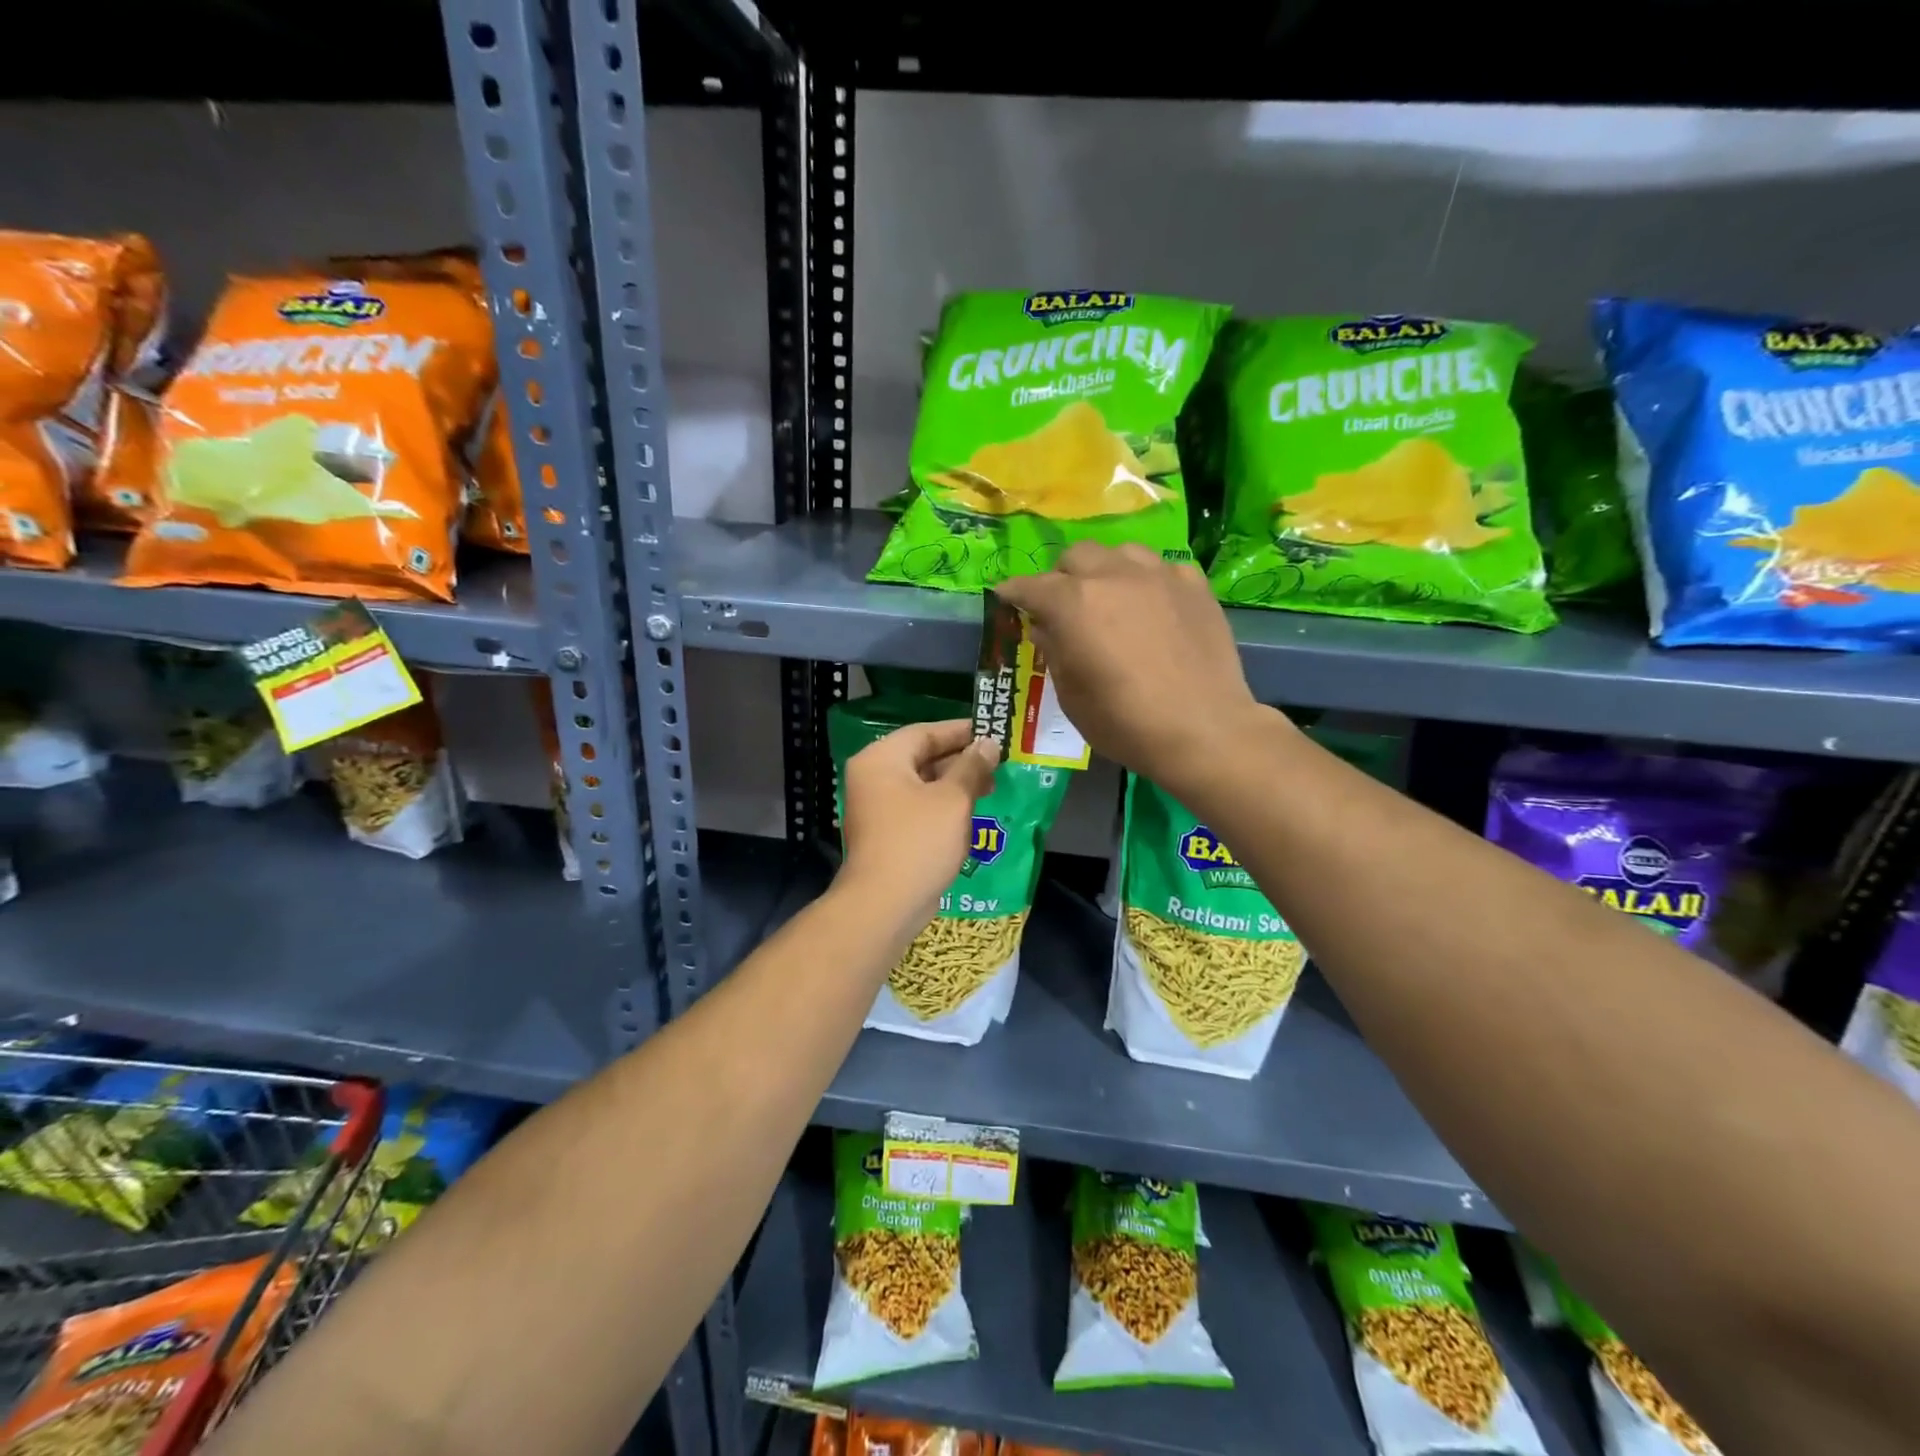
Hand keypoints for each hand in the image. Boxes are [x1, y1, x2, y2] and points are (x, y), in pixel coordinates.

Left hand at [838, 719, 1000, 930]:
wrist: (885, 904)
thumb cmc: (919, 842)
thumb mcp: (953, 799)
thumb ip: (972, 766)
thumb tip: (988, 744)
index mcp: (881, 759)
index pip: (925, 733)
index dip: (961, 731)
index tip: (993, 731)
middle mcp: (873, 777)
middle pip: (921, 757)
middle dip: (961, 759)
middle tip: (998, 762)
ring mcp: (876, 807)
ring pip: (921, 784)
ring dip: (955, 784)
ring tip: (991, 787)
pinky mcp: (885, 833)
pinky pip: (917, 808)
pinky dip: (942, 806)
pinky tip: (970, 813)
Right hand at [995, 543, 1277, 793]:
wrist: (1203, 729)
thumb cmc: (1124, 722)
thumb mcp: (1071, 696)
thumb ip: (1054, 651)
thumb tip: (1047, 627)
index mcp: (1073, 603)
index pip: (1030, 586)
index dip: (1014, 592)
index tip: (1007, 599)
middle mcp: (1112, 576)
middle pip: (1076, 556)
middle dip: (1062, 577)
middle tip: (1064, 606)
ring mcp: (1158, 575)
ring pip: (1121, 553)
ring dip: (1106, 571)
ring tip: (1111, 599)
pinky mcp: (1194, 585)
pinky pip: (1161, 569)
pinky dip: (1147, 583)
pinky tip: (1153, 608)